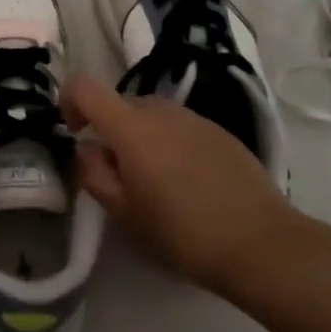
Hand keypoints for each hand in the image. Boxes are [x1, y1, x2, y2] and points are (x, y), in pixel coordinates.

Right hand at [62, 74, 303, 300]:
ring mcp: (195, 119)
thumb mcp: (125, 214)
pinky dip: (170, 143)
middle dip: (109, 130)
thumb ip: (95, 174)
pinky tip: (188, 183)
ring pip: (152, 115)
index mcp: (132, 128)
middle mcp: (162, 111)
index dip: (69, 100)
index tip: (74, 132)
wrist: (261, 244)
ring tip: (155, 181)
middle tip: (118, 174)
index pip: (85, 87)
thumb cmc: (182, 233)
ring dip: (141, 137)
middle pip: (121, 103)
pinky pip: (181, 127)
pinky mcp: (221, 132)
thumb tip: (88, 149)